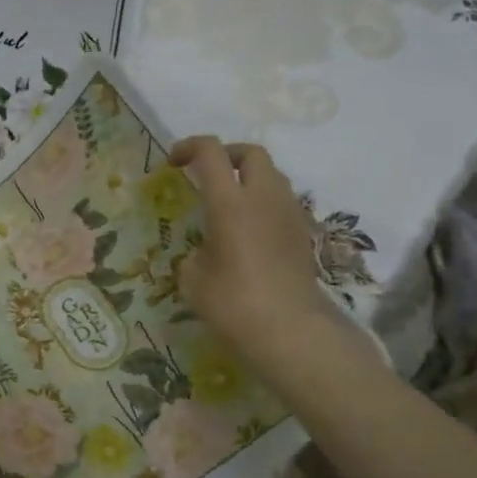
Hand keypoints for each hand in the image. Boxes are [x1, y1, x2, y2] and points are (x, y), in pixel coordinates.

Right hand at [170, 136, 345, 379]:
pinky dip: (263, 203)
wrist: (290, 330)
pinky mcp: (303, 233)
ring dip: (249, 179)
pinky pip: (282, 202)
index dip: (189, 147)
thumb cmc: (233, 303)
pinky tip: (249, 231)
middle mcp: (264, 197)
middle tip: (208, 175)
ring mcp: (289, 213)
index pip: (210, 153)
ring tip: (229, 204)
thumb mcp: (193, 280)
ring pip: (272, 176)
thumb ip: (194, 256)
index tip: (173, 162)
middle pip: (251, 153)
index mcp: (230, 203)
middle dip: (227, 155)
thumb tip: (205, 253)